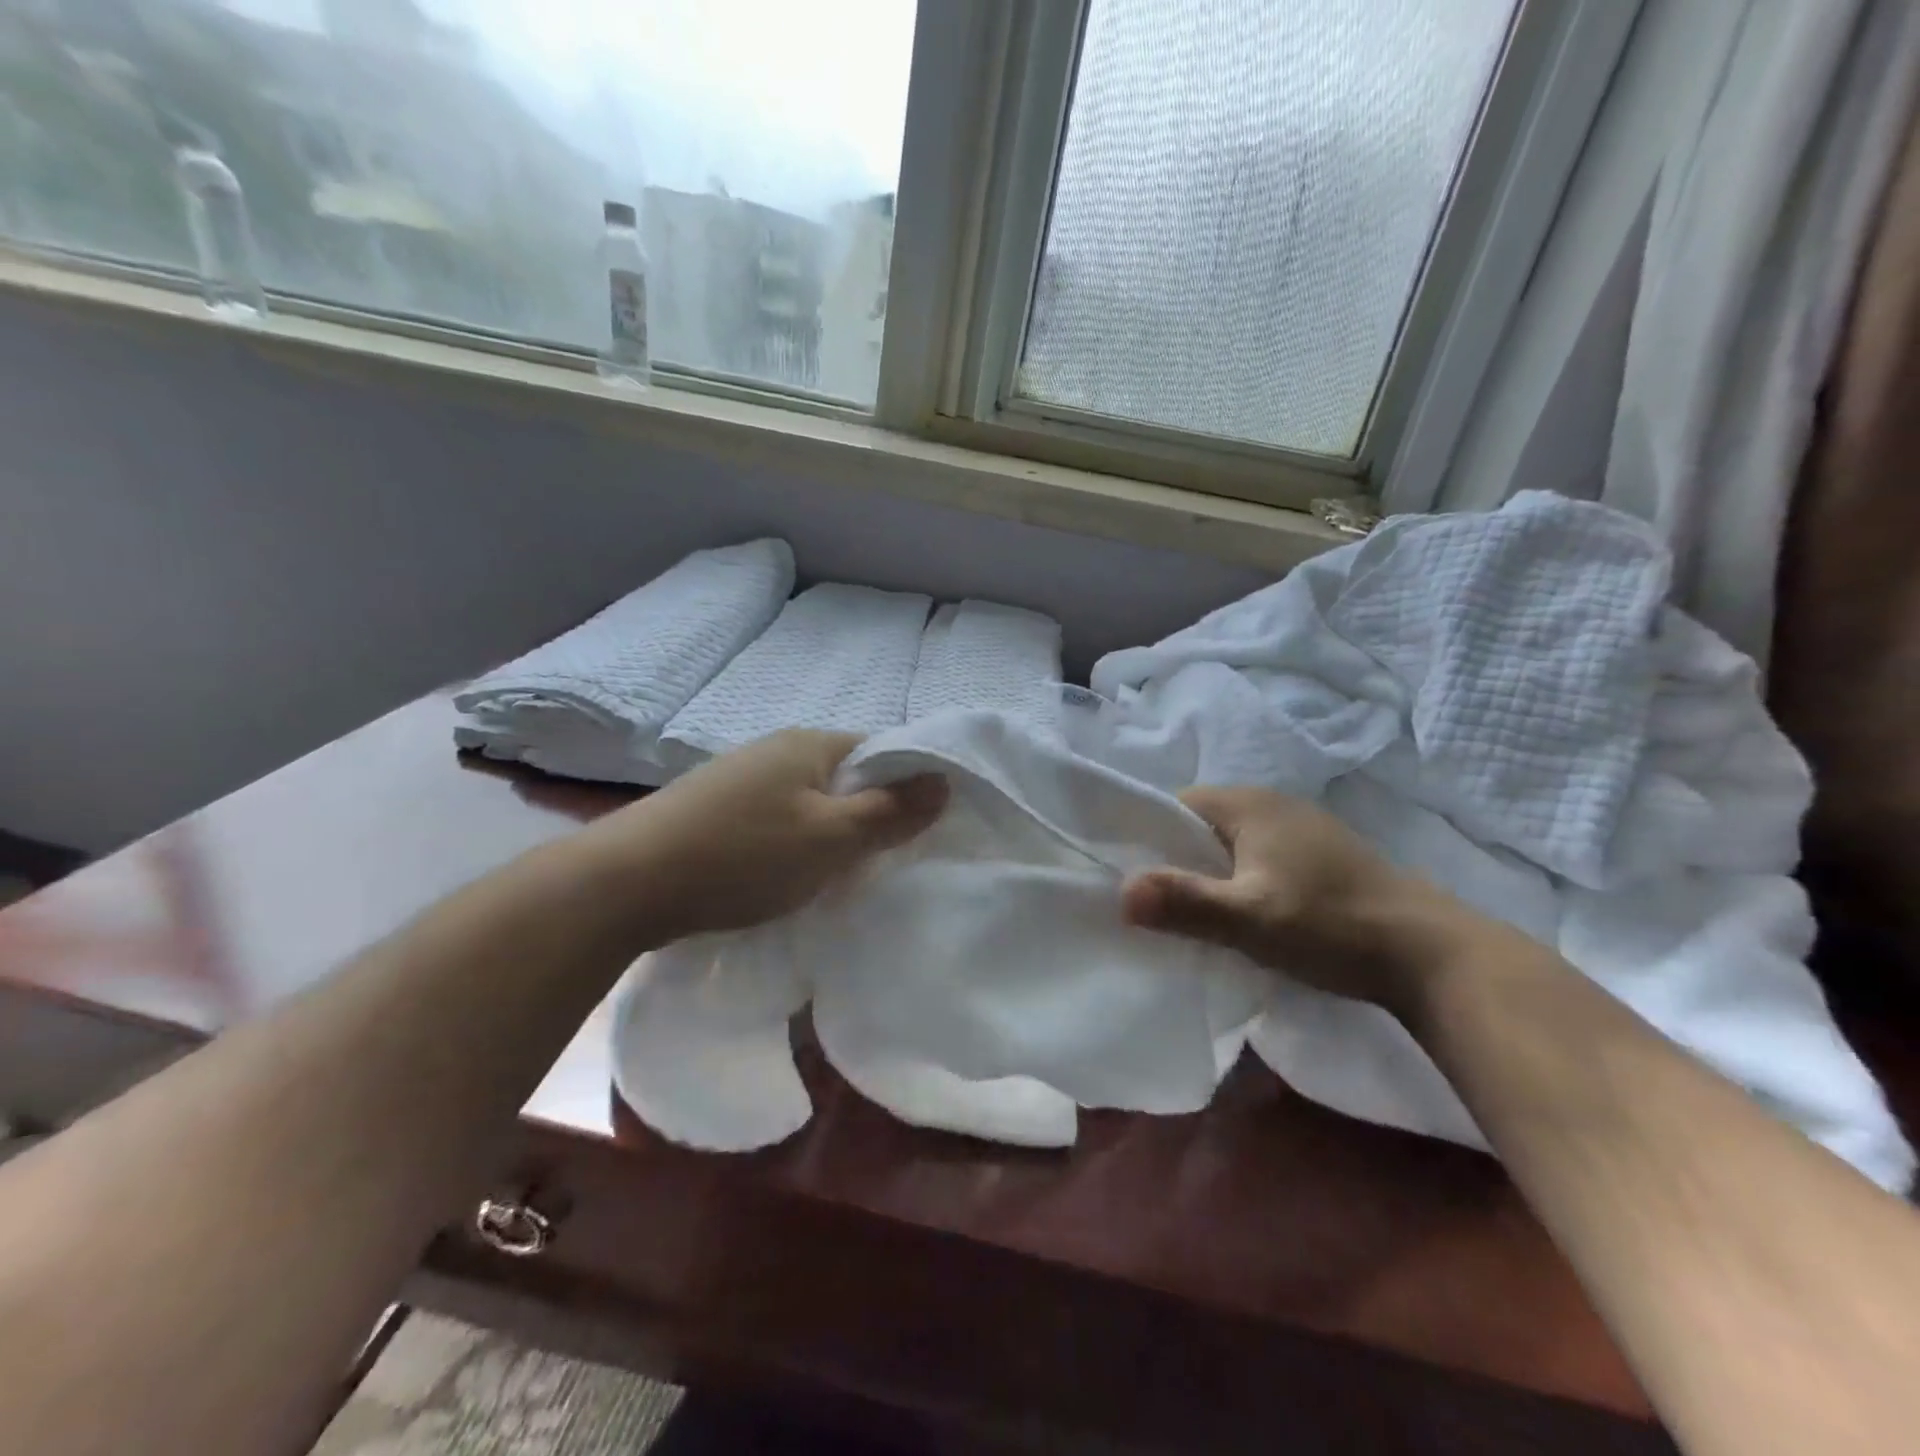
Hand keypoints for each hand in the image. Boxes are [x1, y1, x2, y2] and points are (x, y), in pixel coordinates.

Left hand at [579, 730, 947, 942]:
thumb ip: (891, 812)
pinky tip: (782, 876)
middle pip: (846, 777)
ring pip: (809, 802)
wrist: (625, 883)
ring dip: (829, 835)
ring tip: (832, 878)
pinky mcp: (714, 808)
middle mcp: (777, 749)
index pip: (882, 751)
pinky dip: (792, 844)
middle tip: (877, 864)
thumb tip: (945, 780)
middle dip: (867, 817)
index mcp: (811, 744)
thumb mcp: (831, 838)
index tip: (917, 832)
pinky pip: (776, 819)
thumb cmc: (743, 855)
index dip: (907, 787)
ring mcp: (741, 777)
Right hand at [1121, 786, 1459, 1007]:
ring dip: (1211, 874)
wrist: (1433, 954)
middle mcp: (1274, 804)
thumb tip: (1120, 893)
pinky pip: (1260, 858)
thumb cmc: (1332, 925)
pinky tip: (1246, 915)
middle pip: (1202, 825)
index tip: (1136, 880)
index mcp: (1249, 804)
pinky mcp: (1322, 856)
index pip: (1174, 805)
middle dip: (1178, 860)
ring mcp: (1302, 829)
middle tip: (1161, 905)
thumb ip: (1186, 902)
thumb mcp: (1250, 918)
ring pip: (1232, 844)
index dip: (1148, 838)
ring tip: (1199, 915)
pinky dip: (1242, 881)